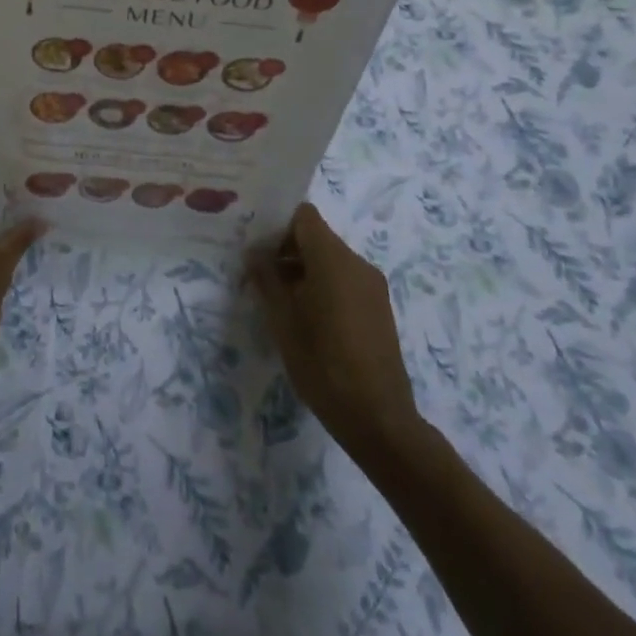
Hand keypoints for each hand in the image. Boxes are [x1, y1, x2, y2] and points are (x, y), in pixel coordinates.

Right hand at [247, 204, 422, 454]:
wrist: (378, 419)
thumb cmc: (322, 363)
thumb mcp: (282, 320)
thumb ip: (266, 278)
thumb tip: (255, 252)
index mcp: (333, 258)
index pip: (303, 216)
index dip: (278, 226)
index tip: (259, 249)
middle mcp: (357, 263)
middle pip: (317, 237)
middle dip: (288, 251)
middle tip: (261, 278)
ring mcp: (373, 286)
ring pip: (331, 261)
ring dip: (305, 271)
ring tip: (282, 303)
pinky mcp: (380, 309)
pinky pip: (346, 281)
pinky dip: (325, 287)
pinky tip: (309, 320)